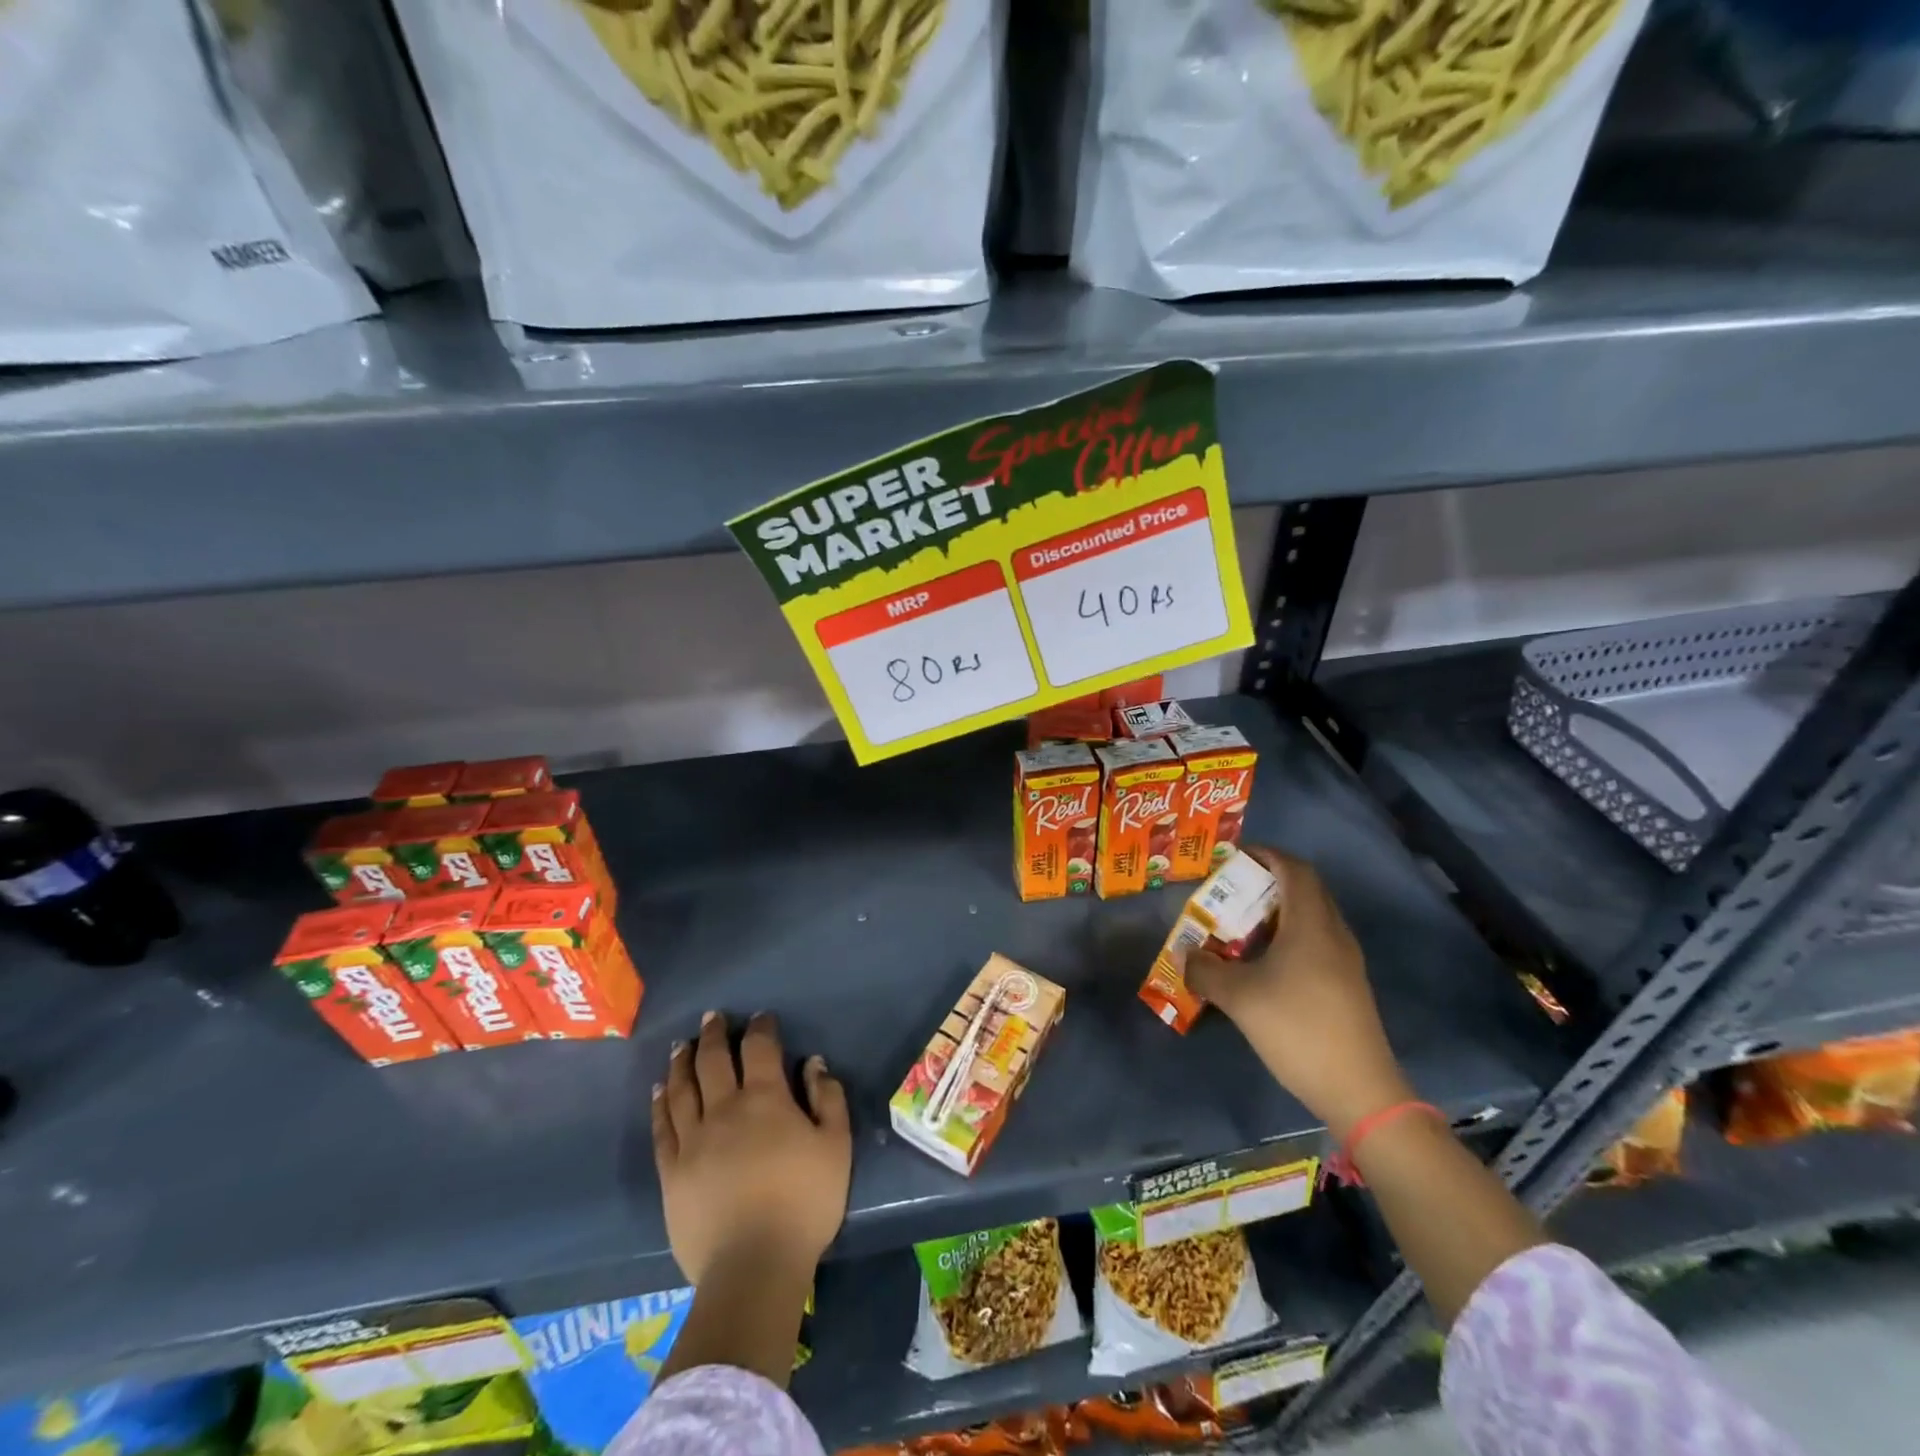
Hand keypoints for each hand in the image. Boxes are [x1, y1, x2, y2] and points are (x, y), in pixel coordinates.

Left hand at [653, 1011, 851, 1287]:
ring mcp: (693, 1140)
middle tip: (711, 1018)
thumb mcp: (836, 1146)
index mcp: (765, 1099)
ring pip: (682, 1088)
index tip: (761, 1017)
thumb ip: (828, 1098)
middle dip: (713, 1034)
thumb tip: (812, 1062)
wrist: (753, 1266)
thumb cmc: (804, 1203)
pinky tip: (659, 1091)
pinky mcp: (671, 1172)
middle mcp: (724, 1109)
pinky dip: (660, 1103)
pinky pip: (662, 1128)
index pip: (759, 1048)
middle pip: (713, 1060)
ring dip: (682, 1062)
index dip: (760, 1028)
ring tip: (680, 1046)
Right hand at [1185, 846, 1412, 1139]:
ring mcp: (1345, 961)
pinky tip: (1263, 964)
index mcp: (1311, 923)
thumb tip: (1184, 954)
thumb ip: (1205, 969)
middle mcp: (1333, 933)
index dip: (1266, 855)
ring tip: (1240, 927)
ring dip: (1277, 913)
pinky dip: (1288, 938)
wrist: (1359, 1090)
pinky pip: (1316, 942)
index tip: (1234, 858)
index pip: (1294, 869)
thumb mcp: (1239, 997)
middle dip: (1267, 882)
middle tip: (1231, 892)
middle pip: (1305, 889)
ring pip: (1310, 917)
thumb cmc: (1297, 1028)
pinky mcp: (1347, 985)